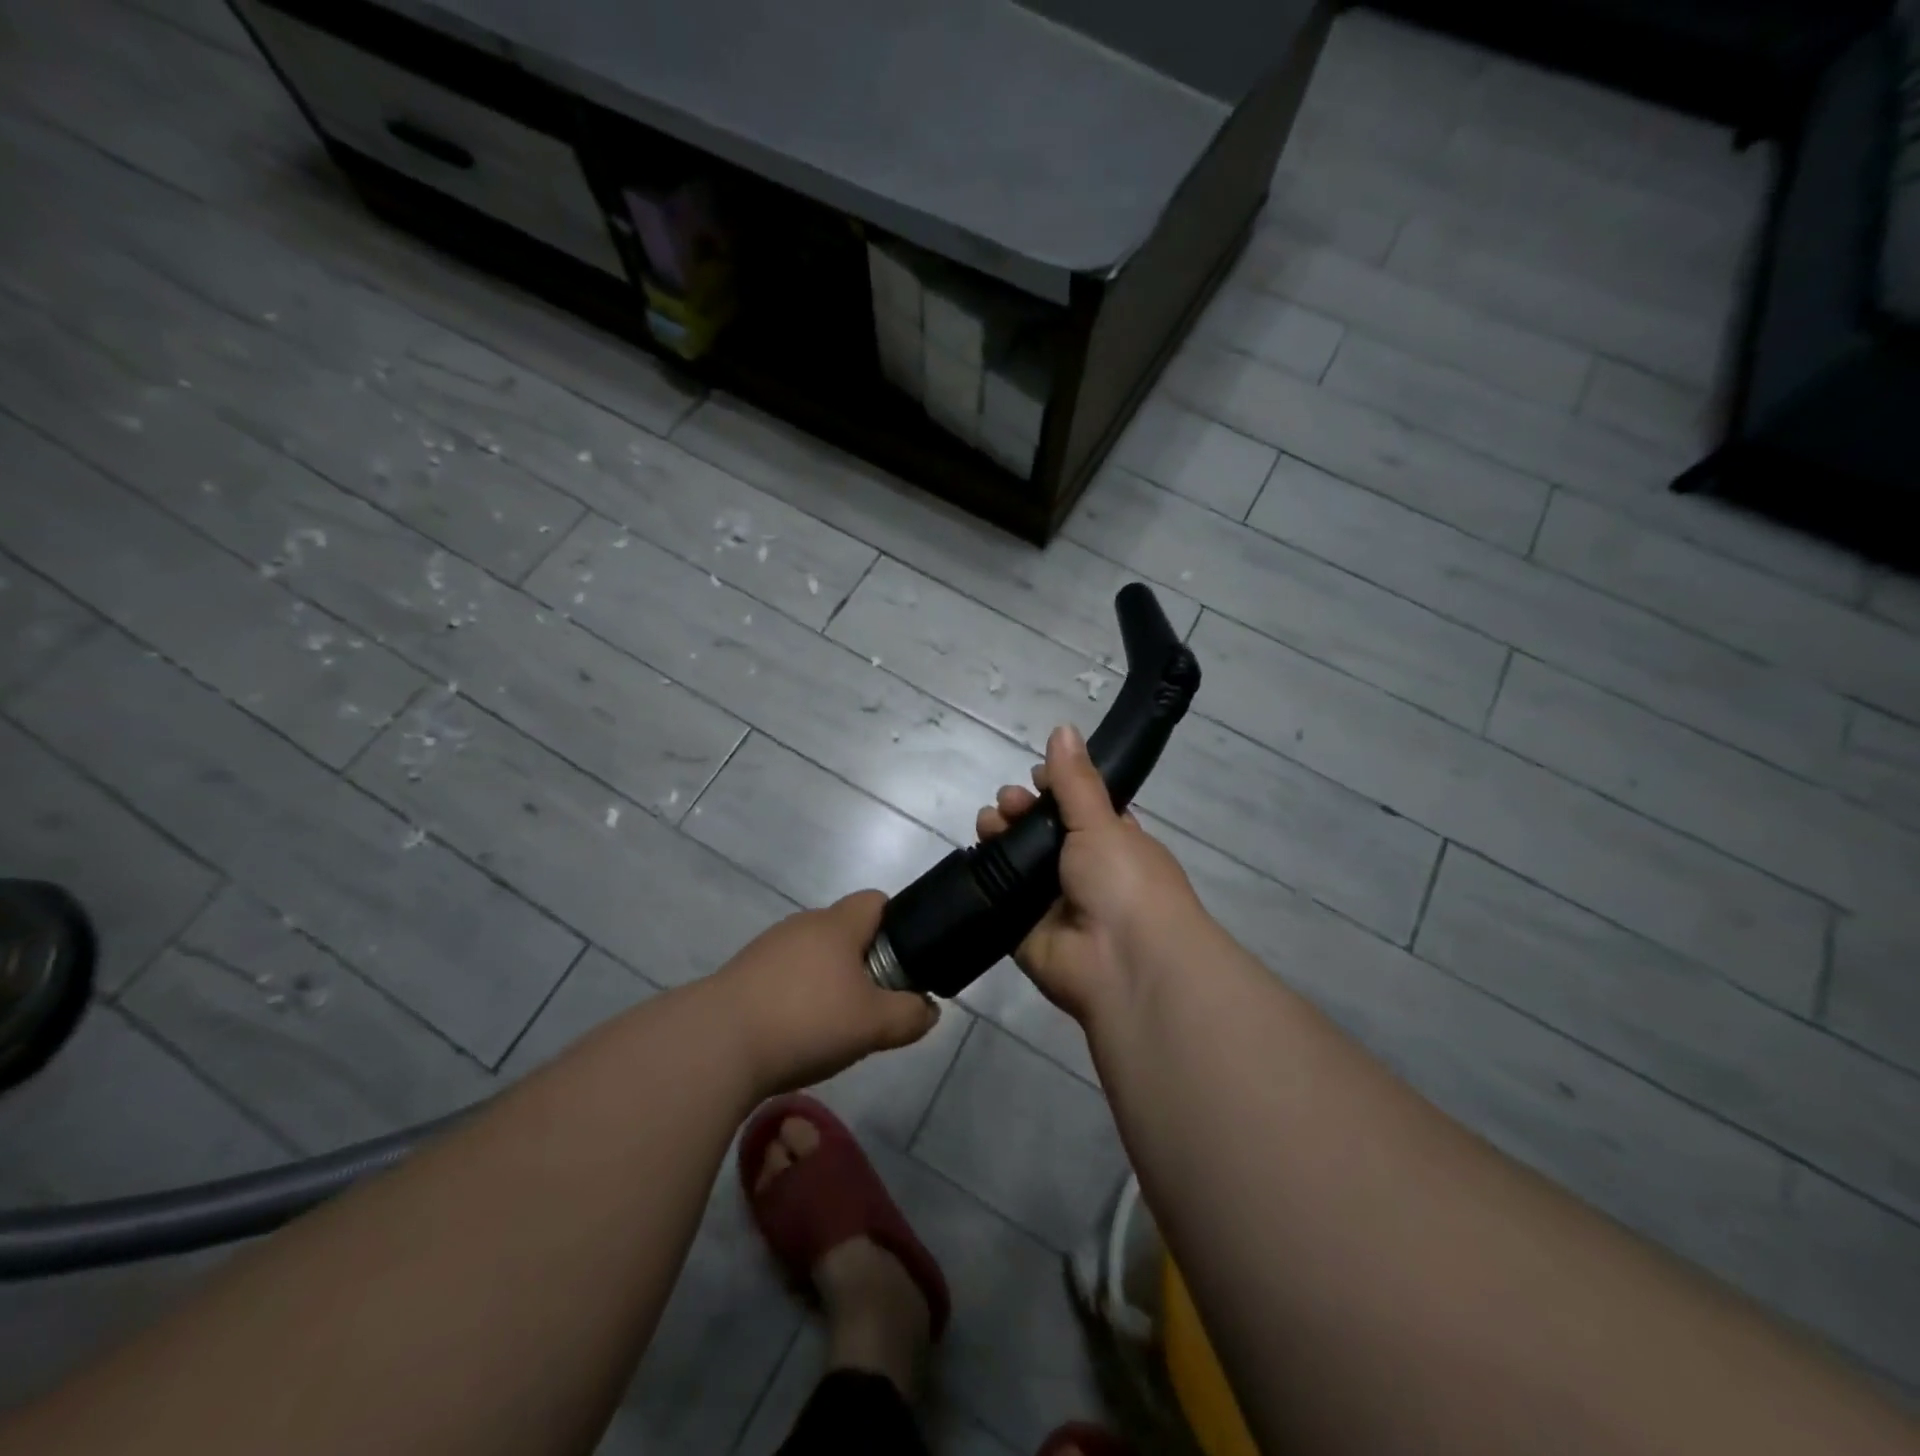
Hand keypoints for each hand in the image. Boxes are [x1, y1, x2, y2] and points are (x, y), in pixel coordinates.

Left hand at [716, 890, 938, 1094]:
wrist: (715, 1044)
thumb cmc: (806, 1020)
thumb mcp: (874, 1024)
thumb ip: (910, 1015)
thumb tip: (928, 1009)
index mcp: (837, 924)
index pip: (876, 901)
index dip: (897, 925)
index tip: (903, 964)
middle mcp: (802, 925)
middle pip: (845, 931)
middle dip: (864, 962)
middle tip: (872, 1005)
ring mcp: (768, 948)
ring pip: (814, 956)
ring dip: (828, 983)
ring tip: (833, 1026)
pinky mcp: (742, 974)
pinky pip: (784, 977)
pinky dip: (797, 998)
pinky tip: (795, 1034)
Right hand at [975, 723, 1205, 1026]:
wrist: (1126, 964)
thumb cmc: (1124, 880)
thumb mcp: (1101, 821)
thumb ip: (1075, 780)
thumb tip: (1063, 728)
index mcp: (1112, 842)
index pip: (1078, 807)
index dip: (1053, 789)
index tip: (1033, 776)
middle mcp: (1083, 871)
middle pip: (1041, 832)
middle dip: (1021, 810)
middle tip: (1006, 802)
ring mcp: (1053, 903)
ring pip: (1018, 863)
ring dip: (999, 838)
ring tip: (987, 824)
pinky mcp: (1025, 932)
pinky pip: (1000, 900)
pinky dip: (984, 879)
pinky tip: (973, 856)